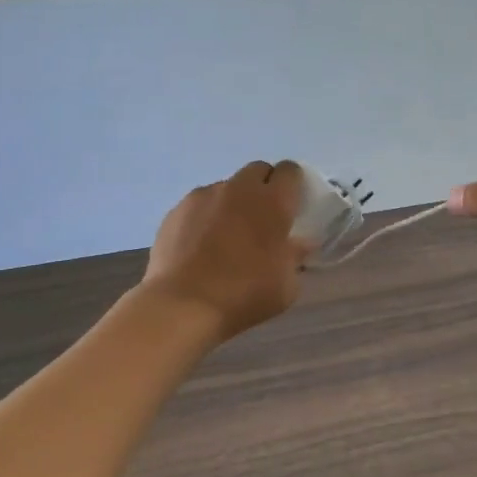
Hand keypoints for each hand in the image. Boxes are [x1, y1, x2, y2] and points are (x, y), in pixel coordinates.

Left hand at [142, 160, 307, 342]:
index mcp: (273, 202)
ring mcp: (204, 196)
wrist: (183, 305)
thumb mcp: (286, 285)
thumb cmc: (245, 294)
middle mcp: (239, 189)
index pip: (290, 171)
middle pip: (257, 170)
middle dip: (264, 187)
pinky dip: (205, 217)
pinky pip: (199, 204)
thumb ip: (295, 257)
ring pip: (226, 187)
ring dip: (233, 203)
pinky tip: (200, 245)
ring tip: (227, 236)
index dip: (293, 184)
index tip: (293, 205)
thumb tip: (299, 244)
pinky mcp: (176, 210)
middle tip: (263, 218)